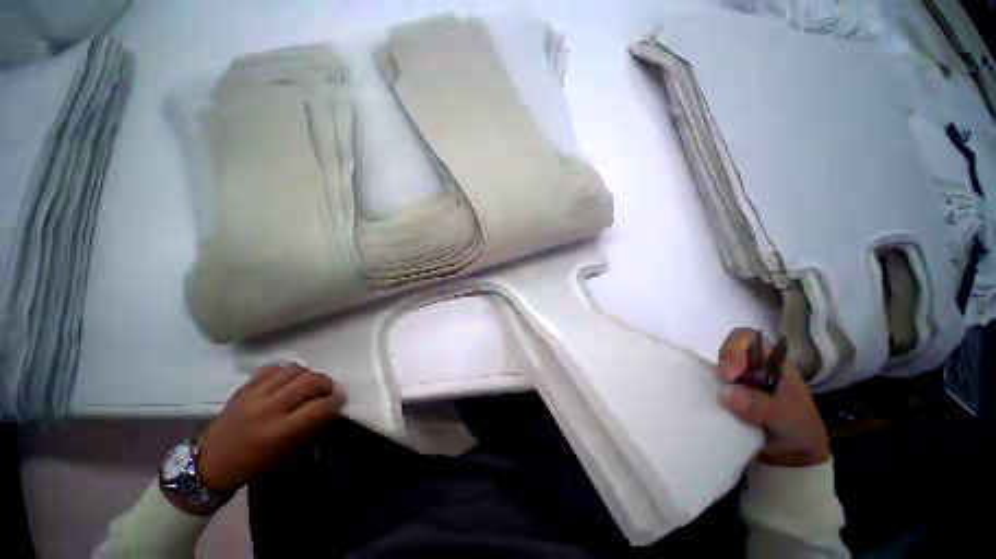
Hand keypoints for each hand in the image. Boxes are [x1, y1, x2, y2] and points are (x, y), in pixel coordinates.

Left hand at [196, 364, 345, 494]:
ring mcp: (254, 395)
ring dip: (307, 375)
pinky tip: (287, 381)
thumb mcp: (286, 452)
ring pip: (294, 369)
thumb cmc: (252, 464)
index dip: (337, 401)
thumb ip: (310, 427)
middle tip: (327, 391)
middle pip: (310, 380)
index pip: (320, 407)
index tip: (340, 401)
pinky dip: (286, 372)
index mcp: (279, 431)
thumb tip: (330, 408)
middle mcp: (269, 408)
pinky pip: (273, 368)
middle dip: (326, 383)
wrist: (209, 463)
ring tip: (307, 385)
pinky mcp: (244, 388)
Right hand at [715, 328, 830, 467]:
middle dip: (722, 364)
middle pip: (728, 350)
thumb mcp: (788, 419)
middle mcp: (753, 368)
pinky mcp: (726, 396)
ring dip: (711, 380)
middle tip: (719, 384)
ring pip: (716, 368)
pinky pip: (710, 386)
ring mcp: (738, 382)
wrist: (793, 462)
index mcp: (774, 364)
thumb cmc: (800, 433)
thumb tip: (725, 391)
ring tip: (714, 398)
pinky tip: (709, 404)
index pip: (749, 339)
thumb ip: (762, 406)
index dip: (734, 348)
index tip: (728, 374)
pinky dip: (707, 392)